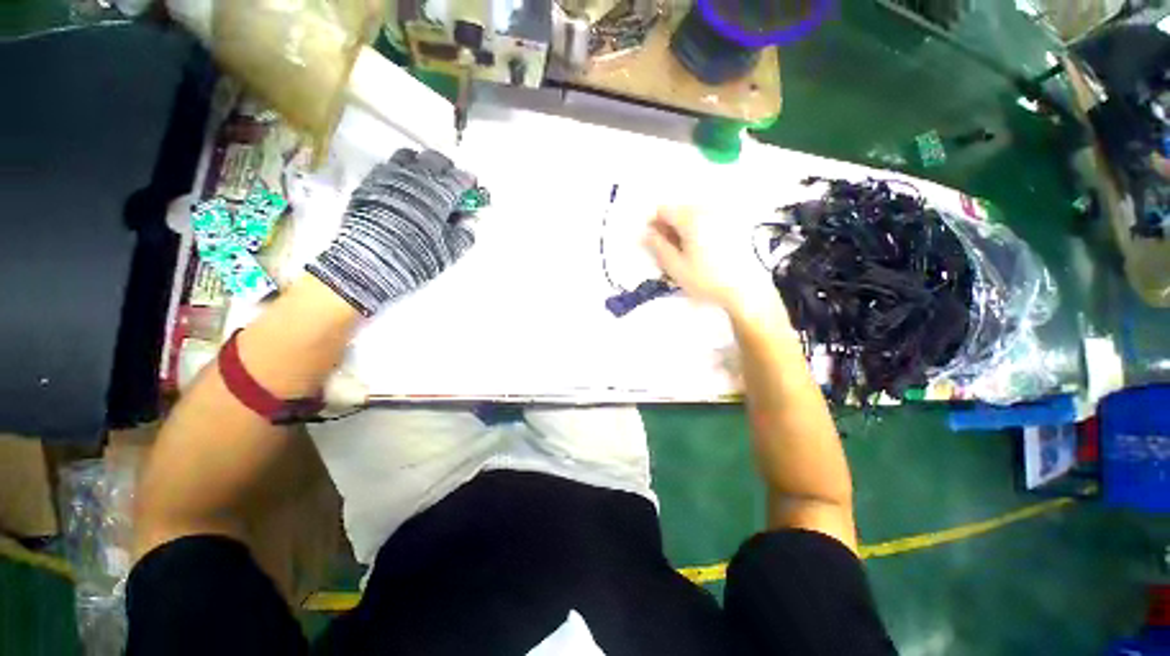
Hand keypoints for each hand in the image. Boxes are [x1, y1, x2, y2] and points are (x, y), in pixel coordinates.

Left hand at [307, 149, 475, 316]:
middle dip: (446, 168)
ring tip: (424, 182)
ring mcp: (389, 177)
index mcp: (440, 193)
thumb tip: (469, 220)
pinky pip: (387, 167)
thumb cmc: (415, 257)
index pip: (460, 177)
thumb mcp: (450, 252)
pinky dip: (399, 173)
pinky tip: (401, 189)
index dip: (469, 182)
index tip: (472, 189)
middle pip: (435, 158)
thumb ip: (465, 233)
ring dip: (420, 165)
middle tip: (450, 183)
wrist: (370, 262)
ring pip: (408, 156)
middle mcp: (415, 178)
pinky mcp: (369, 183)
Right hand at [643, 207, 786, 324]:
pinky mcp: (735, 224)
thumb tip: (646, 233)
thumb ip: (658, 246)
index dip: (654, 224)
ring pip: (694, 215)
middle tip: (669, 250)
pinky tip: (703, 250)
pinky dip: (700, 231)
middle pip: (680, 211)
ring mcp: (723, 215)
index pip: (663, 210)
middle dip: (670, 227)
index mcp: (691, 218)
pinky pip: (709, 220)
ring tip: (686, 253)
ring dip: (685, 229)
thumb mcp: (675, 266)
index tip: (654, 242)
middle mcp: (708, 209)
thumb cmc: (706, 279)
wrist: (746, 289)